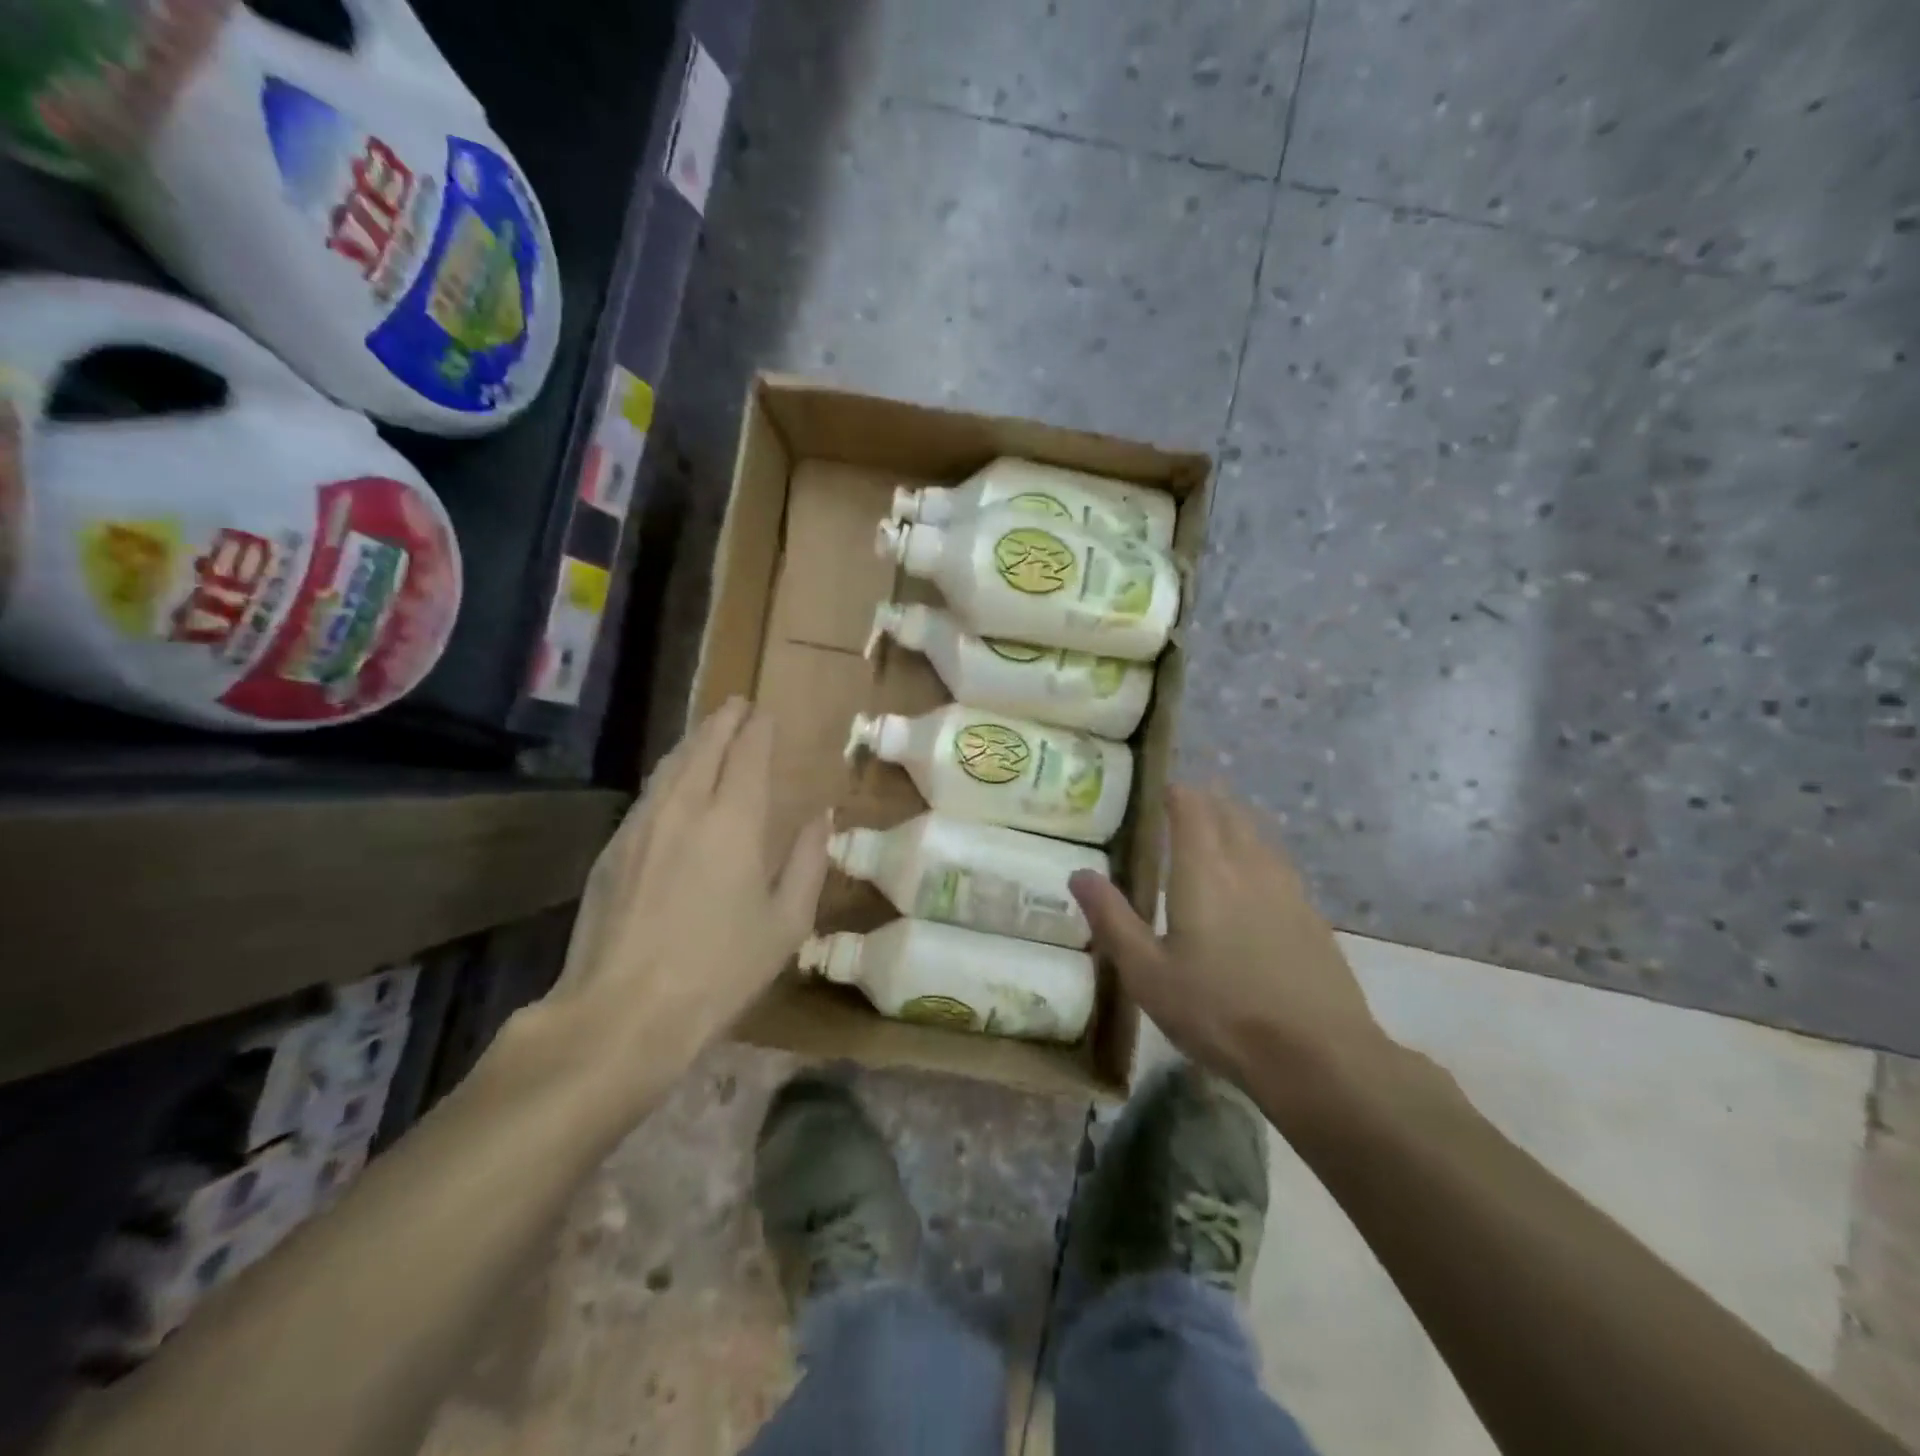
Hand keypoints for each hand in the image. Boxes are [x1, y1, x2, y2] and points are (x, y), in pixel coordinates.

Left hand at [519, 699, 830, 1132]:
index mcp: (734, 820)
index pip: (747, 753)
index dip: (759, 729)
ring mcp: (641, 825)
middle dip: (723, 720)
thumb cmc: (720, 970)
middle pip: (703, 745)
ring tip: (708, 733)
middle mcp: (684, 807)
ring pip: (669, 765)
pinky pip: (647, 794)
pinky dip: (668, 774)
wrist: (623, 1011)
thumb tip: (821, 816)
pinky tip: (672, 786)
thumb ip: (807, 861)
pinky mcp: (613, 849)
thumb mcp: (786, 923)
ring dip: (693, 742)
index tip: (767, 714)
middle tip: (738, 705)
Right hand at [1068, 785, 1391, 1093]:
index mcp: (1204, 870)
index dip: (1175, 792)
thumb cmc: (1219, 1011)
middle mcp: (1248, 865)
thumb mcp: (1147, 972)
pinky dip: (1258, 855)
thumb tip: (1079, 873)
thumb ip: (1112, 918)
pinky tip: (1253, 882)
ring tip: (1215, 831)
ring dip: (1234, 823)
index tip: (1159, 791)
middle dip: (1205, 801)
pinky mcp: (1311, 916)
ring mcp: (1287, 888)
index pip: (1191, 807)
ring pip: (1258, 835)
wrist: (1318, 1056)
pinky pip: (1278, 864)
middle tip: (1182, 806)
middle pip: (1229, 812)